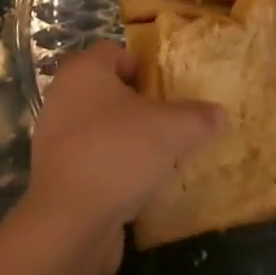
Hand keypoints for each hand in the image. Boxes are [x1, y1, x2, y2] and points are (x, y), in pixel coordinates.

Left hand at [24, 42, 225, 274]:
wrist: (69, 222)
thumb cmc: (117, 153)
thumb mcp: (169, 130)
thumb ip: (197, 117)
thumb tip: (221, 114)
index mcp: (84, 70)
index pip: (115, 52)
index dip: (142, 67)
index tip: (166, 90)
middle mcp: (63, 95)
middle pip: (107, 89)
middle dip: (136, 104)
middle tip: (166, 122)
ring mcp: (55, 136)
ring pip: (98, 125)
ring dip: (124, 137)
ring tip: (156, 157)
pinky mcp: (56, 173)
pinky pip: (90, 158)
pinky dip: (111, 166)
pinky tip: (135, 186)